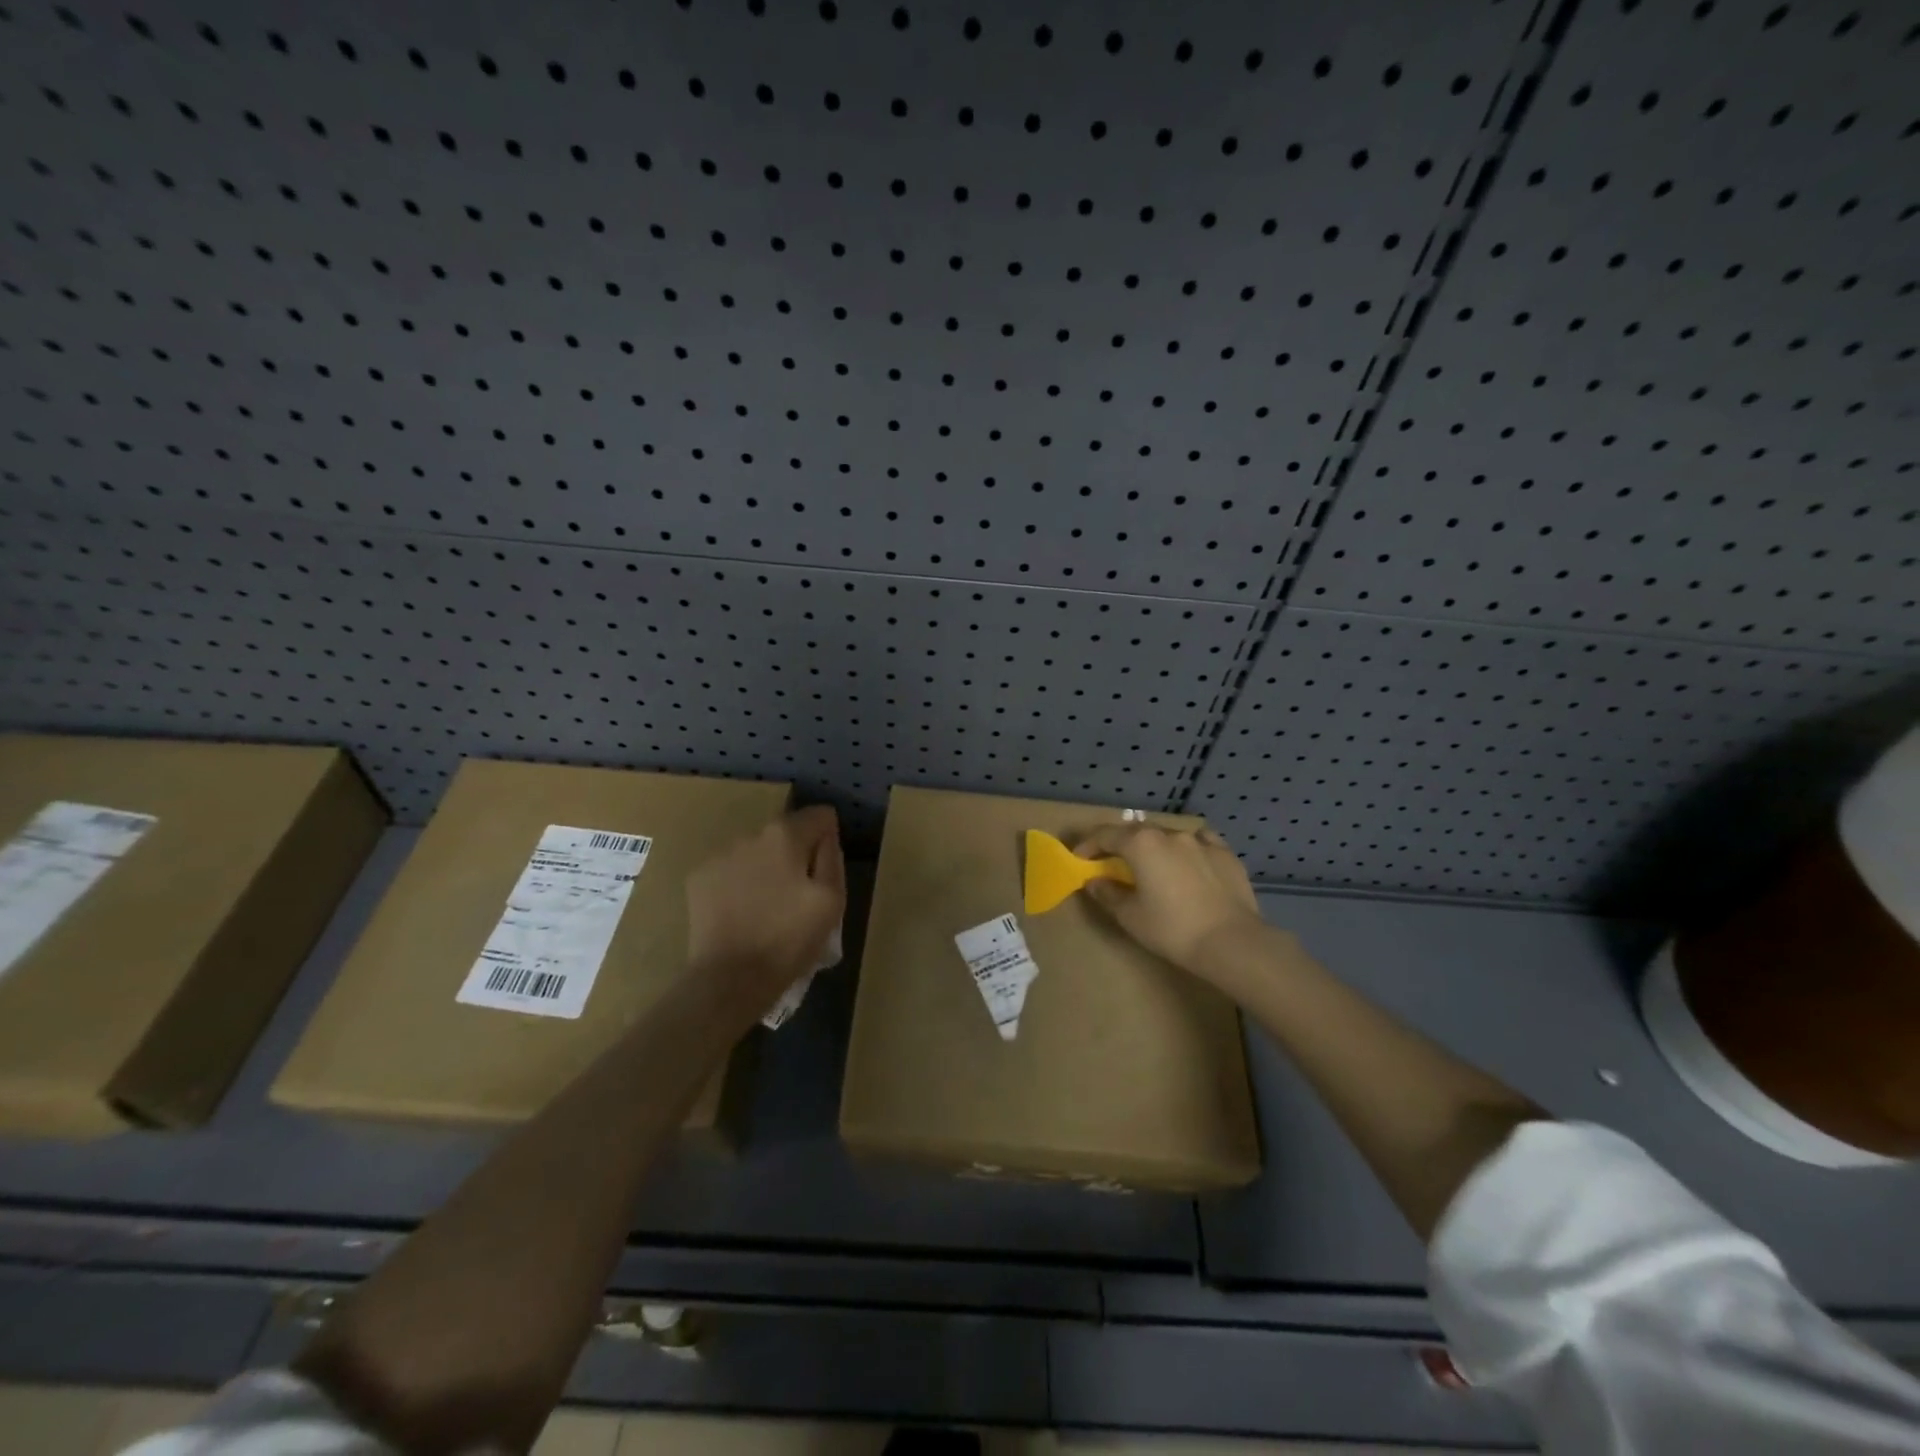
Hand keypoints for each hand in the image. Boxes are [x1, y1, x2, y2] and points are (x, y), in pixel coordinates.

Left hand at [684, 806, 844, 1015]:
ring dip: (767, 867)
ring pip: (756, 851)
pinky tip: (743, 912)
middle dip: (795, 854)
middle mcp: (749, 834)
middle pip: (785, 833)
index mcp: (785, 835)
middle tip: (799, 894)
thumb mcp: (831, 900)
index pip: (819, 815)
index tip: (826, 870)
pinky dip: (740, 883)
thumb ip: (832, 858)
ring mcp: (719, 855)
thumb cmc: (789, 939)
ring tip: (768, 906)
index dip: (829, 839)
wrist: (730, 979)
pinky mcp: (698, 878)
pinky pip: (731, 870)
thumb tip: (826, 835)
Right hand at [1074, 824, 1264, 977]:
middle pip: (1137, 831)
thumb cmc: (1172, 929)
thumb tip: (1094, 881)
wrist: (1231, 942)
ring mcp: (1201, 841)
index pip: (1106, 835)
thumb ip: (1107, 894)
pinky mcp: (1225, 853)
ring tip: (1153, 865)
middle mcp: (1169, 834)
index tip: (1080, 859)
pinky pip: (1200, 842)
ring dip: (1155, 846)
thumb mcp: (1130, 916)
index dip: (1088, 845)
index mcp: (1141, 844)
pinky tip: (1190, 861)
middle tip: (1113, 862)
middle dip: (1121, 844)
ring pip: (1169, 835)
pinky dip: (1188, 849)